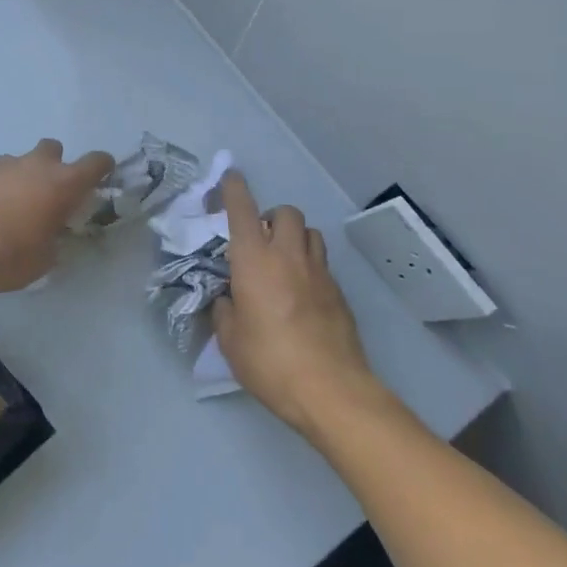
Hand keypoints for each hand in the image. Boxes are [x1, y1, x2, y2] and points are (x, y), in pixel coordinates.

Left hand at [0, 139, 114, 293]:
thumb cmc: (8, 256)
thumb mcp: (45, 259)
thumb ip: (55, 238)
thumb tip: (51, 233)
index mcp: (63, 184)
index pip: (96, 162)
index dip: (101, 167)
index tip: (100, 176)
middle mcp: (37, 165)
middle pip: (54, 149)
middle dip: (54, 166)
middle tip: (46, 194)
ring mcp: (4, 162)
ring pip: (21, 160)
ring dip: (21, 177)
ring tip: (8, 206)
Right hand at [214, 171, 375, 436]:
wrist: (330, 389)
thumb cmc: (270, 362)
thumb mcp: (231, 340)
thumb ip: (226, 311)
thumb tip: (230, 300)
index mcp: (254, 261)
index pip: (243, 210)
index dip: (234, 189)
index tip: (230, 177)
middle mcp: (288, 256)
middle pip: (286, 213)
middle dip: (272, 217)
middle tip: (260, 240)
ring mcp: (319, 273)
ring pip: (310, 233)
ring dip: (294, 237)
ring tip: (282, 262)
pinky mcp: (339, 293)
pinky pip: (322, 264)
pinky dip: (308, 266)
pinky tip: (300, 294)